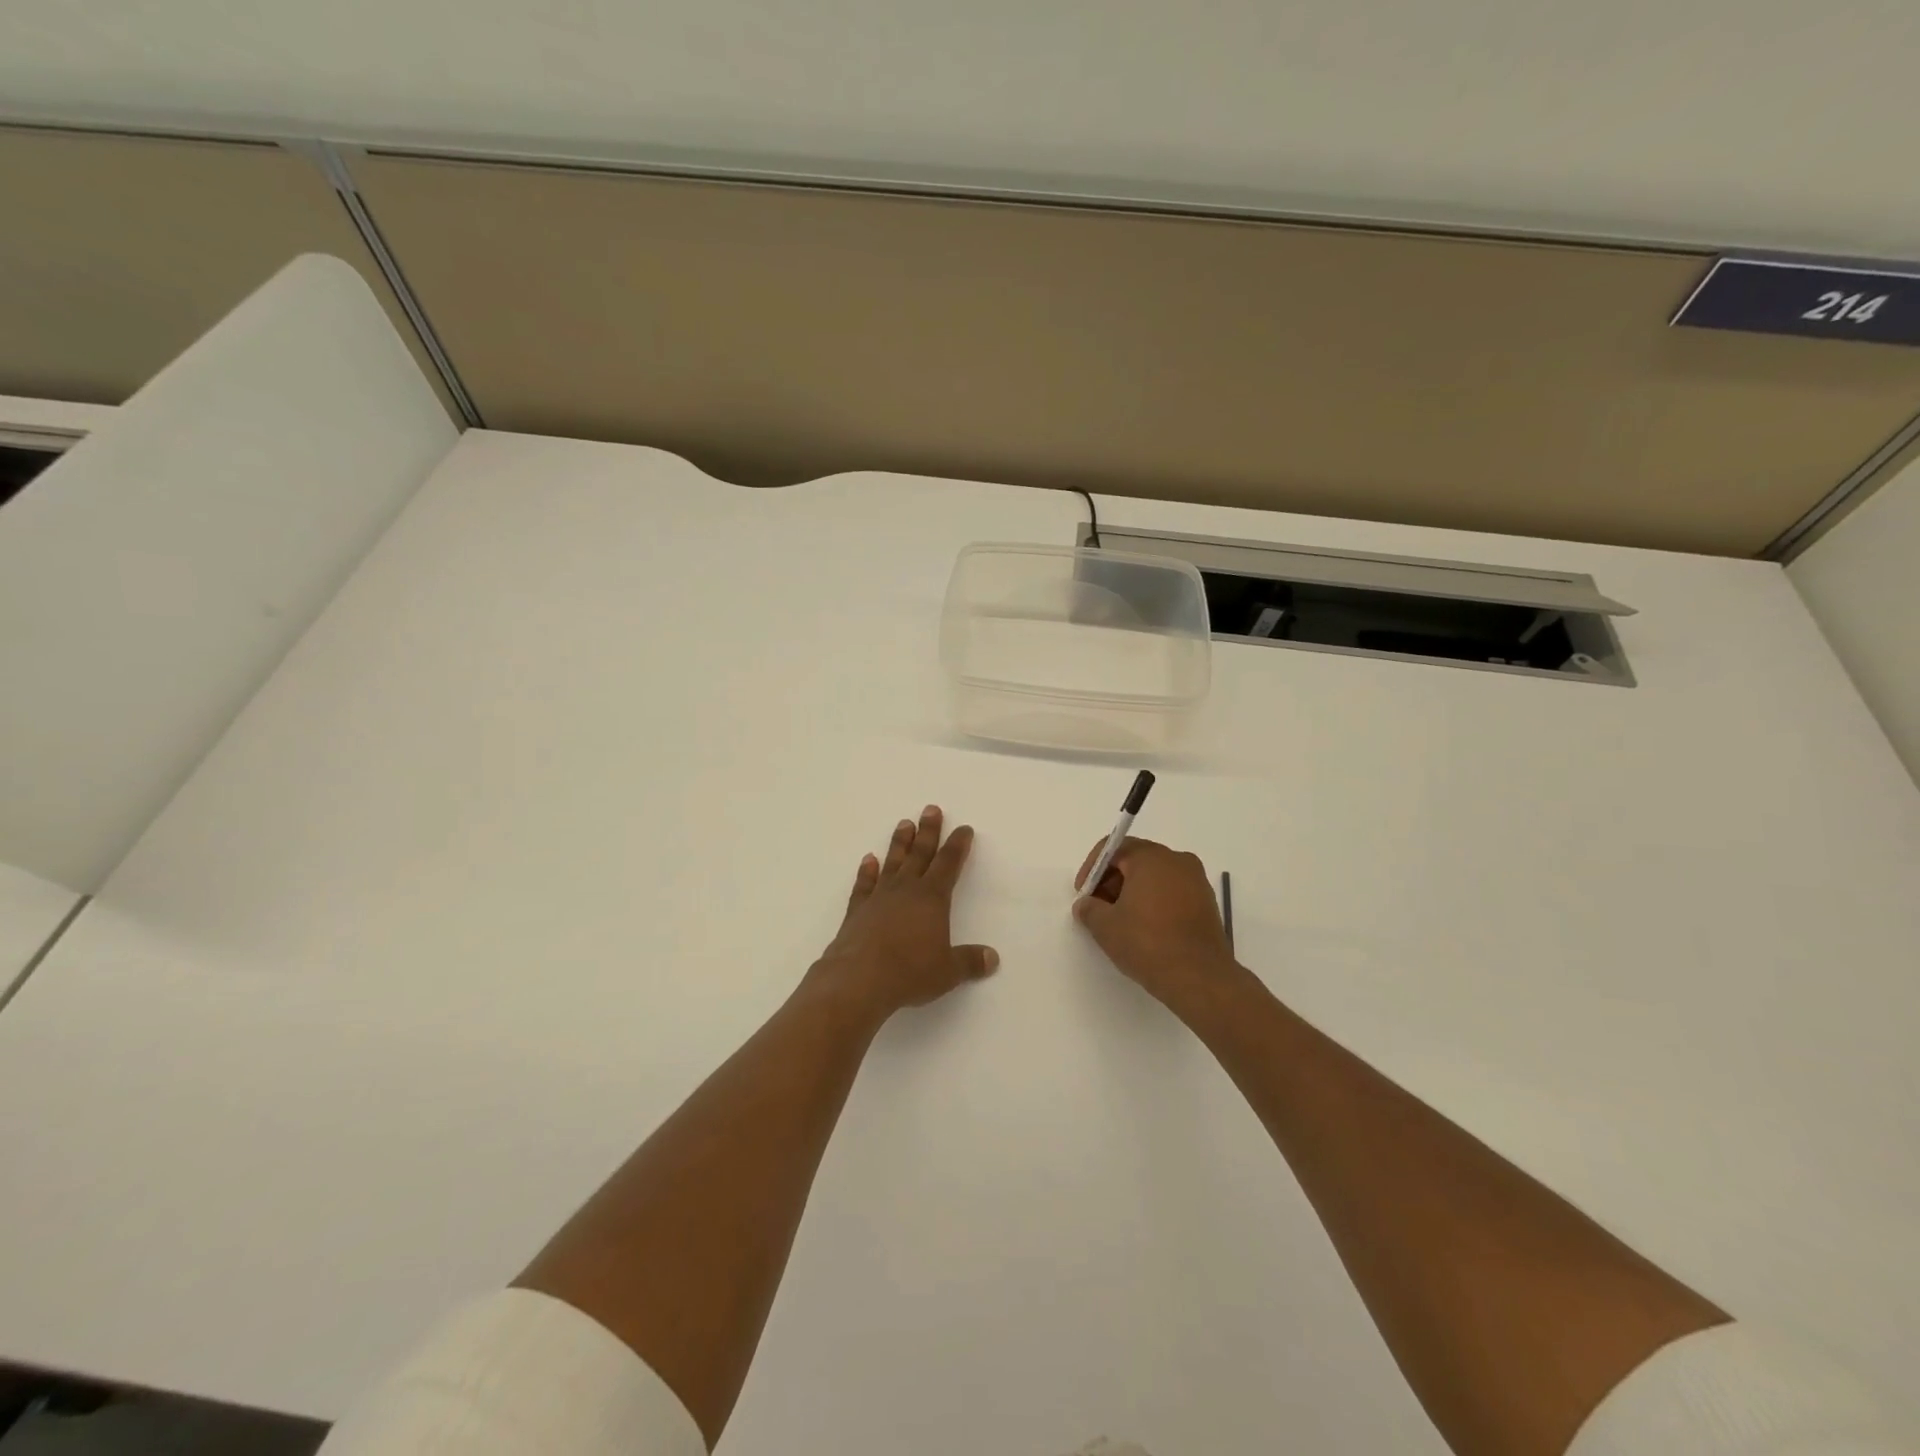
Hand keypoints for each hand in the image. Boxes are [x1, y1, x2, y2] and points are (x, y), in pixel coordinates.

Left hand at [808, 805, 998, 1026]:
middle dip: (928, 831)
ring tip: (904, 823)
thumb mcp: (947, 971)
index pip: (949, 864)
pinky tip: (868, 860)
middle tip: (931, 809)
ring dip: (900, 843)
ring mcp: (879, 897)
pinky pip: (864, 884)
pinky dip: (867, 871)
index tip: (963, 828)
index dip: (958, 845)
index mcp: (932, 898)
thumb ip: (969, 961)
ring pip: (892, 862)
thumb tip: (992, 958)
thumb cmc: (910, 972)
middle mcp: (906, 890)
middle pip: (920, 853)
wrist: (859, 979)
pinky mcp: (857, 910)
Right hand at [1073, 836, 1241, 1013]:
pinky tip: (1145, 929)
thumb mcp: (1105, 926)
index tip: (1083, 894)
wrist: (1200, 978)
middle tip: (1099, 908)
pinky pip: (1172, 891)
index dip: (1092, 869)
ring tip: (1121, 921)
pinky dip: (1155, 902)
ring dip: (1133, 892)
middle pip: (1135, 860)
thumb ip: (1089, 908)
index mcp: (1151, 857)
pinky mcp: (1207, 902)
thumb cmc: (1148, 943)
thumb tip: (1086, 904)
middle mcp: (1177, 860)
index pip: (1113, 848)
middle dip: (1112, 880)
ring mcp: (1196, 880)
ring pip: (1155, 876)